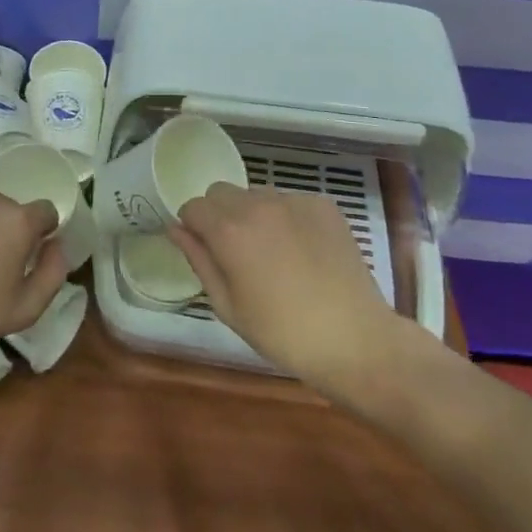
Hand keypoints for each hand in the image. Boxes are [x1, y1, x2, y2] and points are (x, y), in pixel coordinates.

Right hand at [169, 184, 410, 393]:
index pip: (192, 206)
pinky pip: (290, 200)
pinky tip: (303, 250)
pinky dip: (287, 218)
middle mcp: (257, 205)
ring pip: (256, 194)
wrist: (355, 340)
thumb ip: (198, 260)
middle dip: (219, 215)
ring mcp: (293, 201)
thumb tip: (176, 230)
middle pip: (221, 192)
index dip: (193, 227)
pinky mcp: (323, 205)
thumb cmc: (282, 333)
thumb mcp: (228, 305)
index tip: (206, 250)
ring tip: (273, 252)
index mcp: (228, 231)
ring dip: (253, 213)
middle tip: (237, 252)